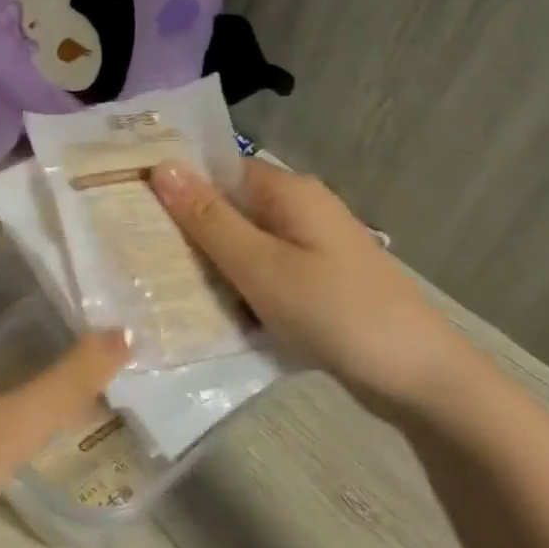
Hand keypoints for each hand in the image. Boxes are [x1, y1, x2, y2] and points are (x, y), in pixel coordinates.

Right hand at [150, 158, 474, 423]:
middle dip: (184, 228)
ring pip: (239, 243)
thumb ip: (208, 219)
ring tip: (156, 280)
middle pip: (226, 207)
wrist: (422, 380)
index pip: (215, 169)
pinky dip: (233, 285)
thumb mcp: (261, 267)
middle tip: (133, 249)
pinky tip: (204, 308)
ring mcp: (308, 247)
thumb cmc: (336, 313)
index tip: (126, 203)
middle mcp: (298, 210)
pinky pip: (259, 271)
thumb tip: (161, 166)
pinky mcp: (313, 280)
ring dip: (207, 261)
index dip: (173, 182)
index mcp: (287, 192)